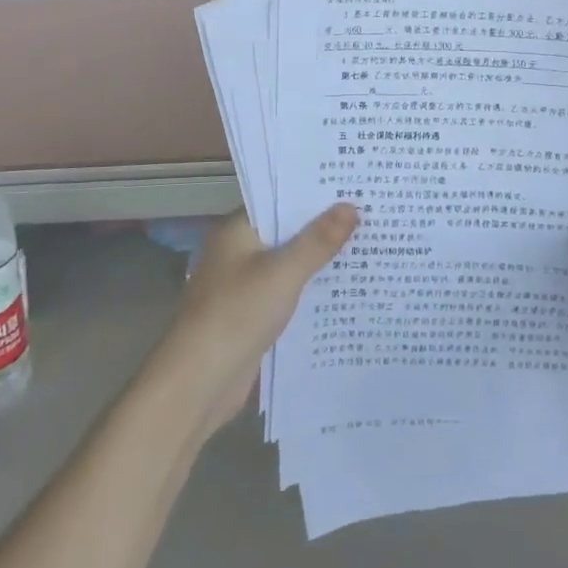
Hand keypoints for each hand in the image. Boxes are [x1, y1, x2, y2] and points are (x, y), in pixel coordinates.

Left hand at [152, 204, 358, 432]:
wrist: (199, 382)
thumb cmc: (238, 313)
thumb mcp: (284, 272)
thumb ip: (318, 240)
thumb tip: (351, 205)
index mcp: (236, 230)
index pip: (278, 199)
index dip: (312, 193)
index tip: (349, 185)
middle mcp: (237, 252)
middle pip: (285, 231)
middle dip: (321, 227)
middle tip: (367, 213)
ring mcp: (243, 285)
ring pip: (288, 263)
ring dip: (318, 260)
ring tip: (365, 246)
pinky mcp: (251, 315)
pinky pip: (286, 292)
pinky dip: (309, 289)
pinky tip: (343, 289)